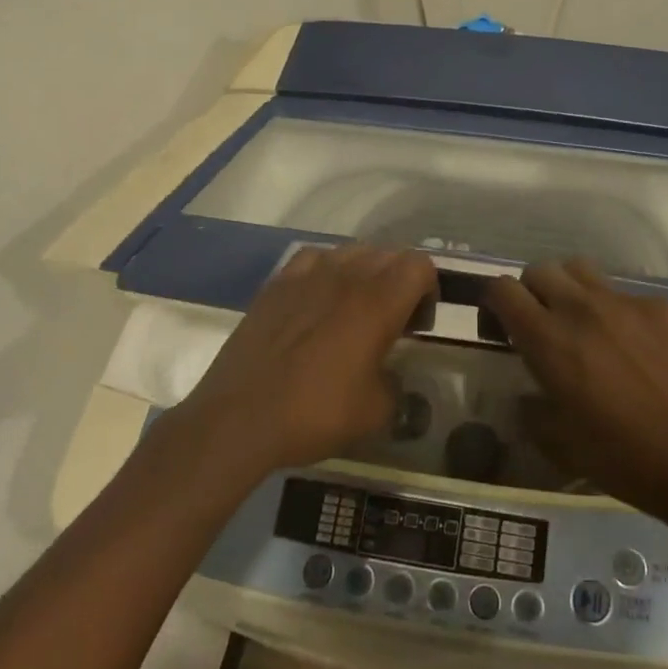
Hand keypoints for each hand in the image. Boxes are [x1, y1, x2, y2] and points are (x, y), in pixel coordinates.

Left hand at [184, 245, 435, 473]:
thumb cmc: (315, 413)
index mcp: (378, 303)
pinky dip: (326, 271)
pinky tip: (318, 299)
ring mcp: (307, 275)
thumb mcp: (375, 411)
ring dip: (364, 272)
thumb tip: (388, 375)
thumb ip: (395, 383)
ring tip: (354, 308)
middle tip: (391, 320)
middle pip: (388, 254)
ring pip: (351, 251)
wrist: (239, 417)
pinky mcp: (276, 284)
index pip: (419, 265)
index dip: (428, 289)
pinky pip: (313, 258)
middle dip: (399, 280)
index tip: (417, 323)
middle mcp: (346, 277)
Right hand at [484, 260, 667, 523]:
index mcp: (549, 341)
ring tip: (589, 328)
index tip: (502, 328)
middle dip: (533, 292)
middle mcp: (583, 309)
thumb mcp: (562, 446)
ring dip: (574, 293)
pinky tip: (643, 352)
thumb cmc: (627, 461)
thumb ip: (534, 411)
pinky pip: (630, 297)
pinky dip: (622, 316)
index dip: (495, 303)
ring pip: (584, 272)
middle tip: (545, 327)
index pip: (503, 289)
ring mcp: (629, 303)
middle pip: (541, 270)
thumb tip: (528, 395)